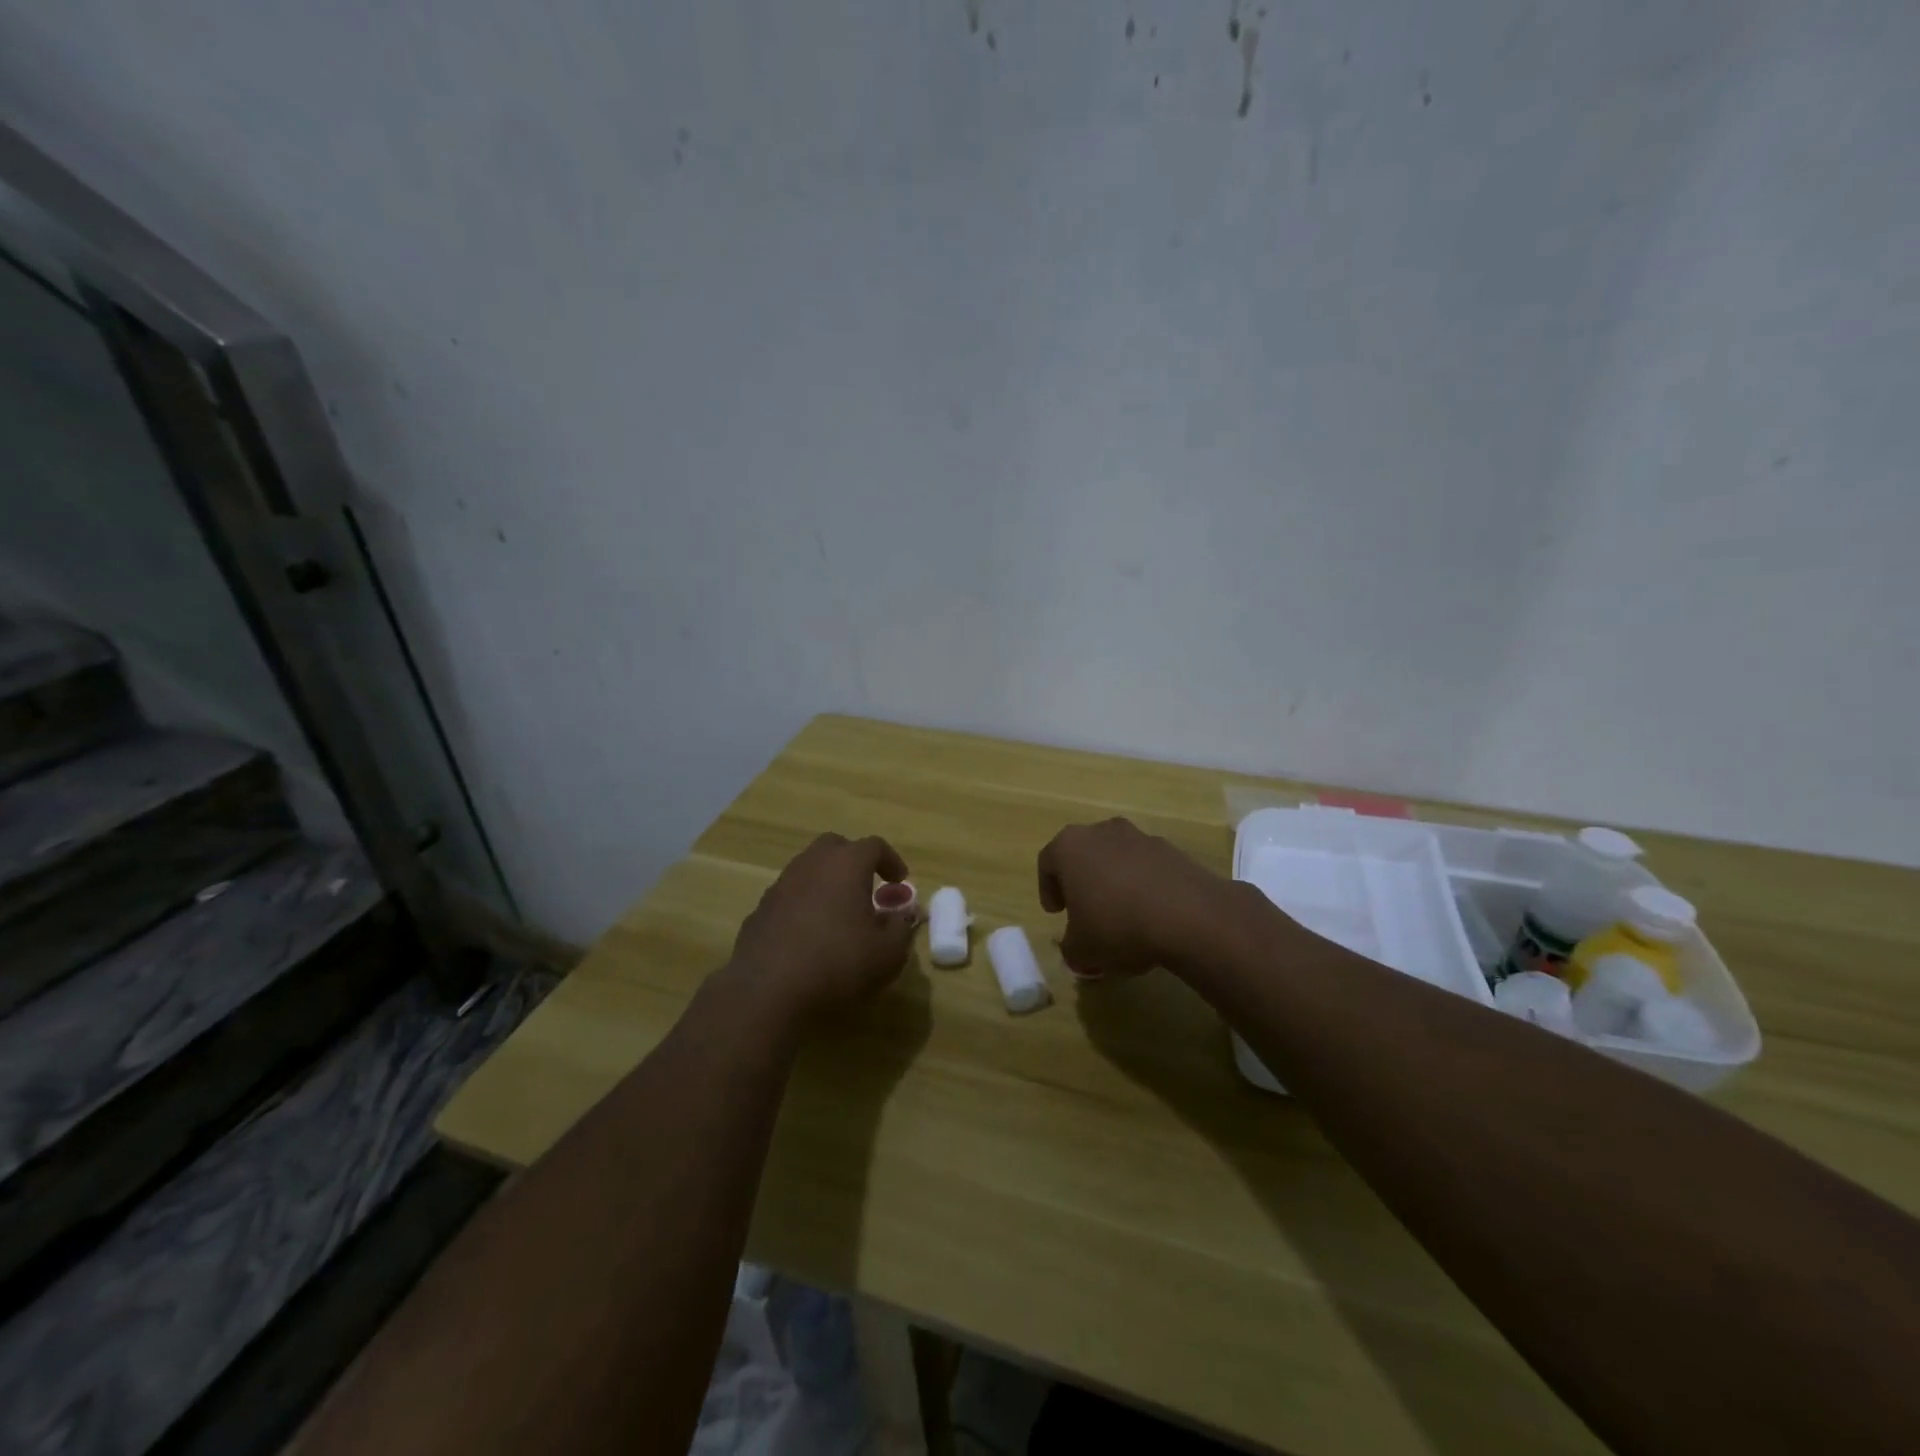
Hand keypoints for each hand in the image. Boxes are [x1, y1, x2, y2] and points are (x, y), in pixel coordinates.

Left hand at [725, 832, 916, 1025]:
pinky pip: (787, 899)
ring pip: (806, 871)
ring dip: (825, 884)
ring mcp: (779, 887)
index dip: (890, 860)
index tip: (899, 881)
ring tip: (838, 916)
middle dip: (853, 861)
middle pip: (833, 847)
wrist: (767, 994)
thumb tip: (899, 916)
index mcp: (846, 865)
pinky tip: (808, 939)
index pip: (873, 846)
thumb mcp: (888, 954)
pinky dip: (802, 908)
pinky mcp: (758, 913)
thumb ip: (900, 928)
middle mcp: (810, 866)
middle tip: (866, 887)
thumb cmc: (838, 965)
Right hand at [1037, 818, 1233, 977]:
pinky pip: (1147, 868)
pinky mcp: (1172, 850)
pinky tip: (1151, 916)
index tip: (1056, 913)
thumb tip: (1075, 947)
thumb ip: (1070, 947)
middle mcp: (1102, 832)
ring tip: (1122, 917)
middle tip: (1084, 911)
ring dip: (1114, 882)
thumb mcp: (1082, 949)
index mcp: (1069, 846)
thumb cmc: (1117, 925)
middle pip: (1083, 854)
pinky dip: (1143, 886)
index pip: (1048, 862)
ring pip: (1116, 858)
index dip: (1048, 889)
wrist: (1188, 916)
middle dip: (1082, 881)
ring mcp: (1140, 837)